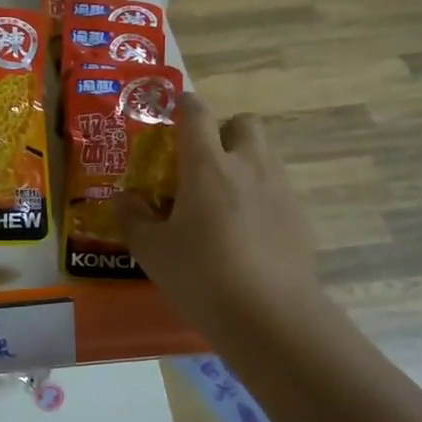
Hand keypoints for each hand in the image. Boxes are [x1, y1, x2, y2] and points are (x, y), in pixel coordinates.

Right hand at [114, 94, 321, 341]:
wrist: (270, 316)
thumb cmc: (201, 275)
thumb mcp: (153, 251)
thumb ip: (132, 219)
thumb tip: (121, 200)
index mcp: (207, 165)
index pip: (197, 114)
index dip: (184, 104)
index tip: (175, 107)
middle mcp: (247, 166)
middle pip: (244, 123)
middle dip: (225, 130)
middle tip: (204, 160)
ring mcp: (280, 190)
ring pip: (265, 155)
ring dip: (245, 162)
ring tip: (224, 199)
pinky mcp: (300, 218)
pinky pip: (278, 190)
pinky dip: (261, 196)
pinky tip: (247, 232)